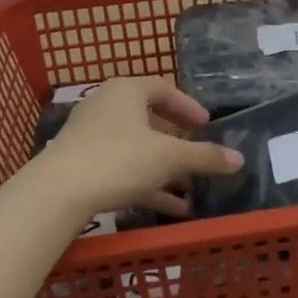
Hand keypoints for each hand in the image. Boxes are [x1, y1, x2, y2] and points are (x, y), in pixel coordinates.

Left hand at [44, 77, 243, 217]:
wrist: (57, 193)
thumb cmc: (119, 159)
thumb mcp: (169, 157)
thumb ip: (205, 157)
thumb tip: (239, 159)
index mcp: (126, 90)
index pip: (163, 89)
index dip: (188, 106)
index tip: (206, 125)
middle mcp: (106, 106)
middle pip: (148, 118)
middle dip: (176, 140)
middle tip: (196, 152)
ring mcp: (90, 136)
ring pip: (136, 148)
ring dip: (163, 168)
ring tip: (190, 189)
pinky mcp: (81, 164)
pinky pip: (122, 168)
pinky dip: (146, 183)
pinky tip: (170, 208)